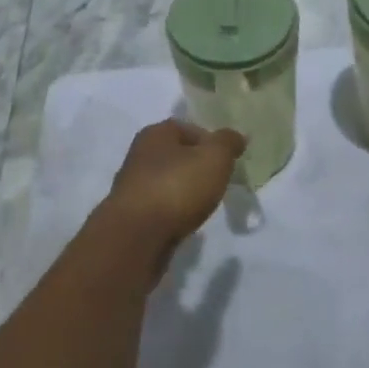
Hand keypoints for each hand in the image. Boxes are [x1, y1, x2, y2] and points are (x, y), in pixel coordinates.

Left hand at [100, 120, 244, 276]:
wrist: (136, 238)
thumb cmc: (177, 187)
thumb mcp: (214, 158)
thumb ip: (228, 143)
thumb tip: (236, 135)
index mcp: (156, 133)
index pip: (189, 128)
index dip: (211, 142)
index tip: (227, 162)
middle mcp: (140, 154)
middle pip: (177, 155)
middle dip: (197, 168)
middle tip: (218, 184)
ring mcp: (132, 186)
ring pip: (168, 182)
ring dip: (184, 192)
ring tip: (203, 207)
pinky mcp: (131, 216)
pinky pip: (160, 208)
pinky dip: (174, 213)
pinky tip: (184, 224)